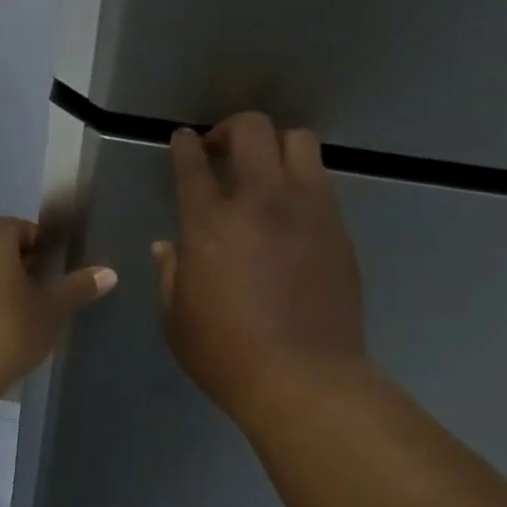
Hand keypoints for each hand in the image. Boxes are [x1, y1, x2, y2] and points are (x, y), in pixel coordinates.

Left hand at [0, 216, 116, 390]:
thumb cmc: (12, 327)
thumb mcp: (53, 308)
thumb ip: (78, 287)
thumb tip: (109, 273)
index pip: (16, 225)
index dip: (38, 238)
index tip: (56, 258)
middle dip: (22, 258)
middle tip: (47, 279)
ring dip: (4, 279)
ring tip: (30, 302)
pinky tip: (7, 321)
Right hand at [153, 112, 366, 429]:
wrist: (303, 378)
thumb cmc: (226, 355)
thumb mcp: (176, 320)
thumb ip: (170, 274)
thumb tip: (169, 246)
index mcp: (210, 224)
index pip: (194, 164)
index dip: (185, 145)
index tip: (183, 140)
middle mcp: (261, 201)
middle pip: (252, 130)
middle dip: (230, 129)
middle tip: (220, 151)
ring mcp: (307, 209)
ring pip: (298, 141)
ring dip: (274, 146)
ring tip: (263, 171)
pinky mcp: (337, 227)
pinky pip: (321, 180)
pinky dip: (300, 178)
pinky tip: (288, 207)